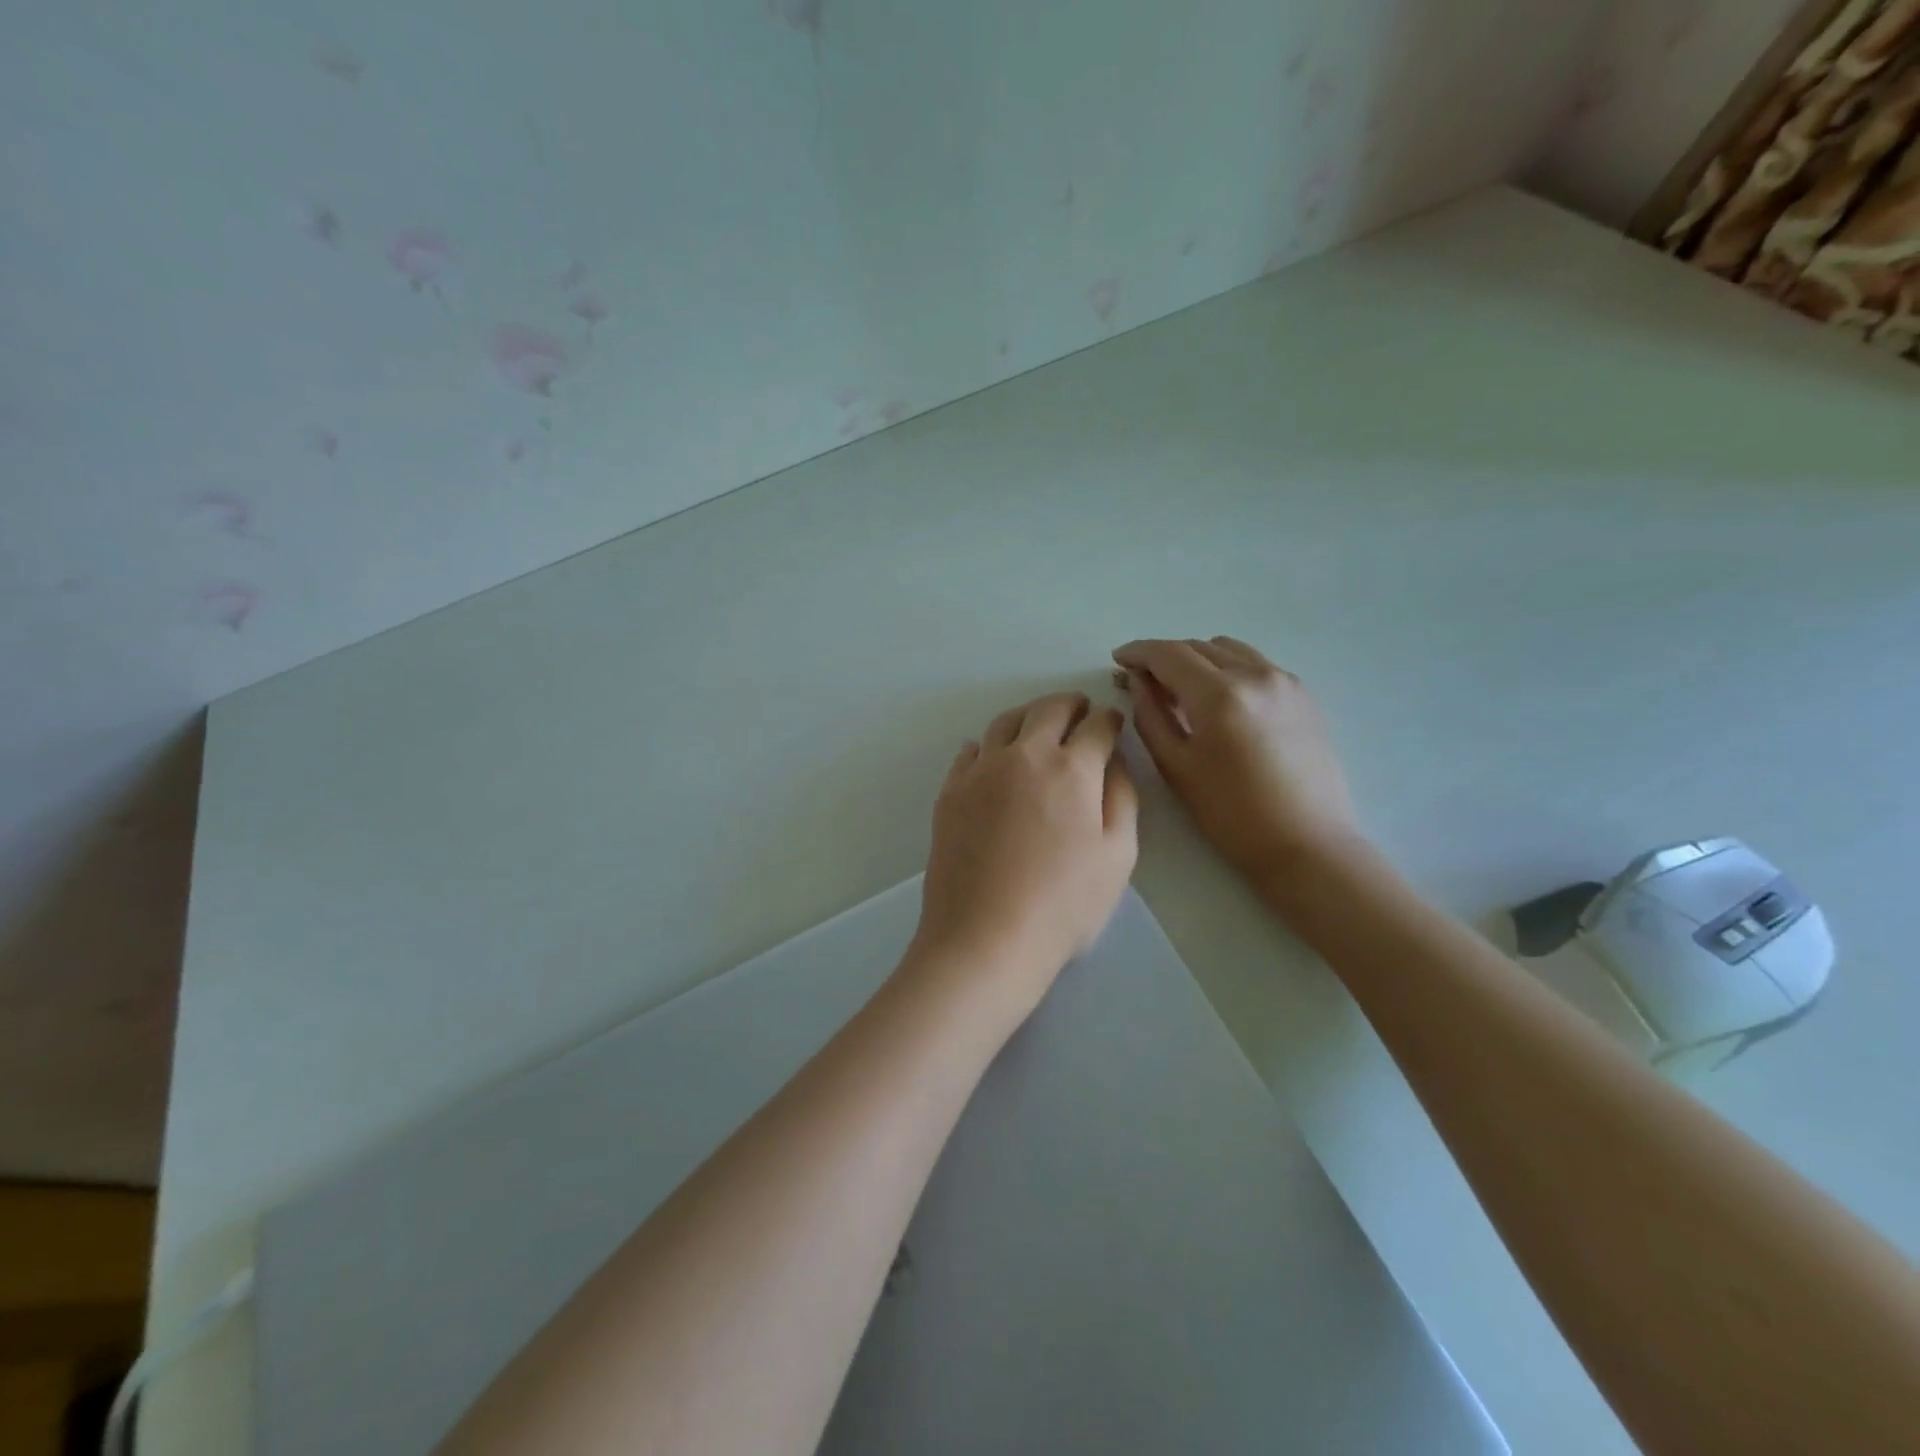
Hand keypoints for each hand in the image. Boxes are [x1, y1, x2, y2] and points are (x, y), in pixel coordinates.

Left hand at [914, 692, 1138, 1015]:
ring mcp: (980, 771)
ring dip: (1029, 716)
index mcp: (1071, 769)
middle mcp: (1023, 756)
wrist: (984, 938)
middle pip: (1048, 710)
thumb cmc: (1063, 905)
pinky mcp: (950, 792)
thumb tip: (1114, 761)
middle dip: (1071, 705)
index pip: (1096, 725)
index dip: (1110, 720)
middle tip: (1080, 711)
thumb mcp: (1117, 856)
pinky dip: (988, 746)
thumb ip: (1121, 798)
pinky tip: (993, 759)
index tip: (1112, 722)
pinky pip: (970, 751)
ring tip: (1038, 728)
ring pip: (1005, 722)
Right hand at [1112, 637, 1359, 880]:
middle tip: (1142, 681)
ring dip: (1197, 659)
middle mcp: (1255, 675)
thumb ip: (1150, 716)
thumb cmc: (1231, 814)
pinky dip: (1228, 669)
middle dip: (1164, 657)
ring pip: (1228, 649)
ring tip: (1182, 690)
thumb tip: (1137, 682)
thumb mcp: (1176, 767)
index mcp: (1220, 695)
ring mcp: (1285, 681)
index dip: (1138, 652)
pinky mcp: (1303, 694)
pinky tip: (1220, 701)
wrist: (1307, 844)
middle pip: (1197, 647)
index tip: (1117, 660)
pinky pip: (1255, 664)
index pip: (1168, 654)